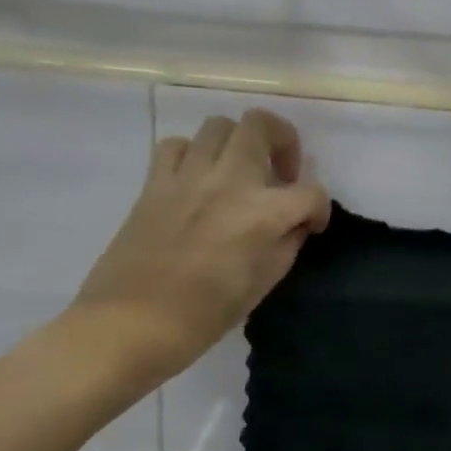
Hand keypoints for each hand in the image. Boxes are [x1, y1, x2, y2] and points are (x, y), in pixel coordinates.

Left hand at [68, 109, 330, 388]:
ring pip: (219, 125)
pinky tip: (197, 178)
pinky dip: (192, 154)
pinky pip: (175, 145)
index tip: (312, 224)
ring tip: (239, 171)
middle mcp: (229, 181)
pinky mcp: (154, 183)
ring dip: (238, 142)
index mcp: (262, 213)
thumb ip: (286, 244)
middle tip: (281, 172)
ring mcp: (187, 177)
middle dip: (284, 141)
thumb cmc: (204, 315)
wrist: (131, 324)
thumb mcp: (263, 284)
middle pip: (262, 125)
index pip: (310, 192)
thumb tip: (294, 224)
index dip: (319, 209)